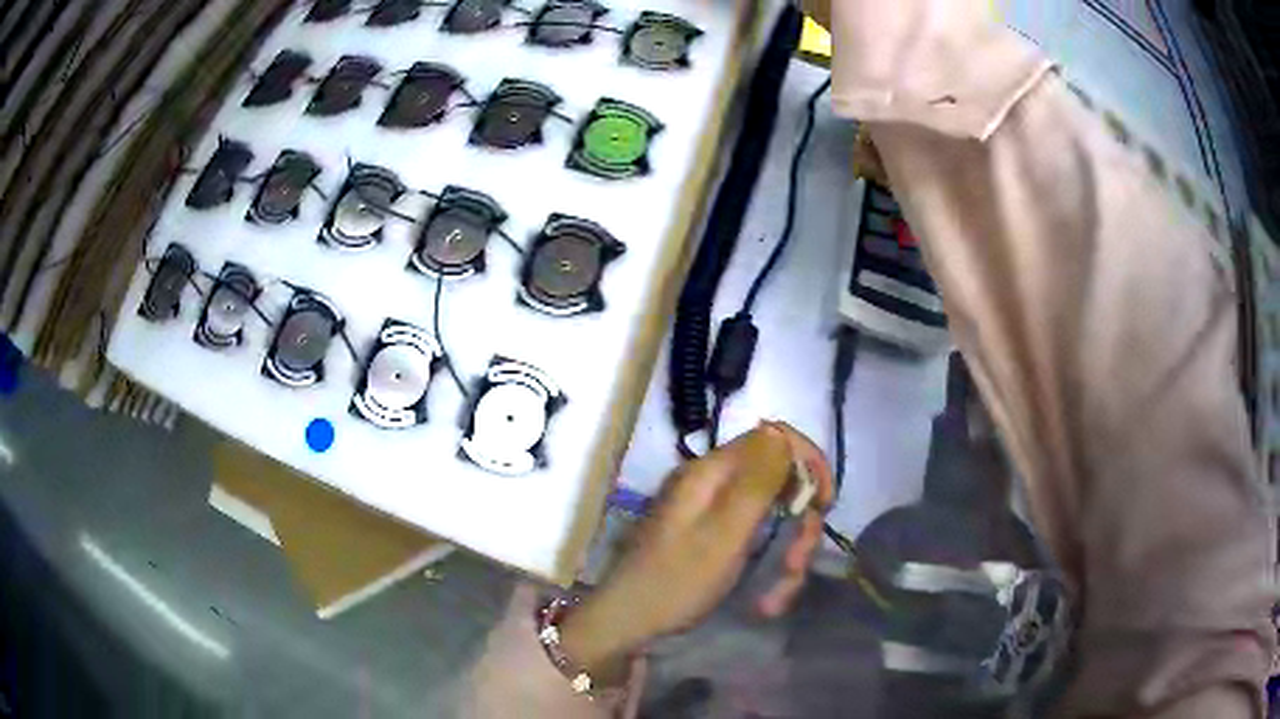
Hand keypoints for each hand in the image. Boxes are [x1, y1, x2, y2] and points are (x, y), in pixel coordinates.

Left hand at [559, 422, 833, 681]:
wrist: (630, 622)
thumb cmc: (676, 581)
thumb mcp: (723, 534)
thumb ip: (755, 482)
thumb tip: (778, 431)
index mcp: (711, 472)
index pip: (773, 439)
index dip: (807, 461)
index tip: (824, 502)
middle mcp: (714, 484)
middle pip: (779, 483)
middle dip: (798, 526)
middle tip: (796, 565)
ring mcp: (714, 513)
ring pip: (774, 519)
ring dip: (786, 557)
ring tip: (776, 598)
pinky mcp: (715, 539)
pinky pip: (757, 541)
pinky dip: (769, 570)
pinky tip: (765, 602)